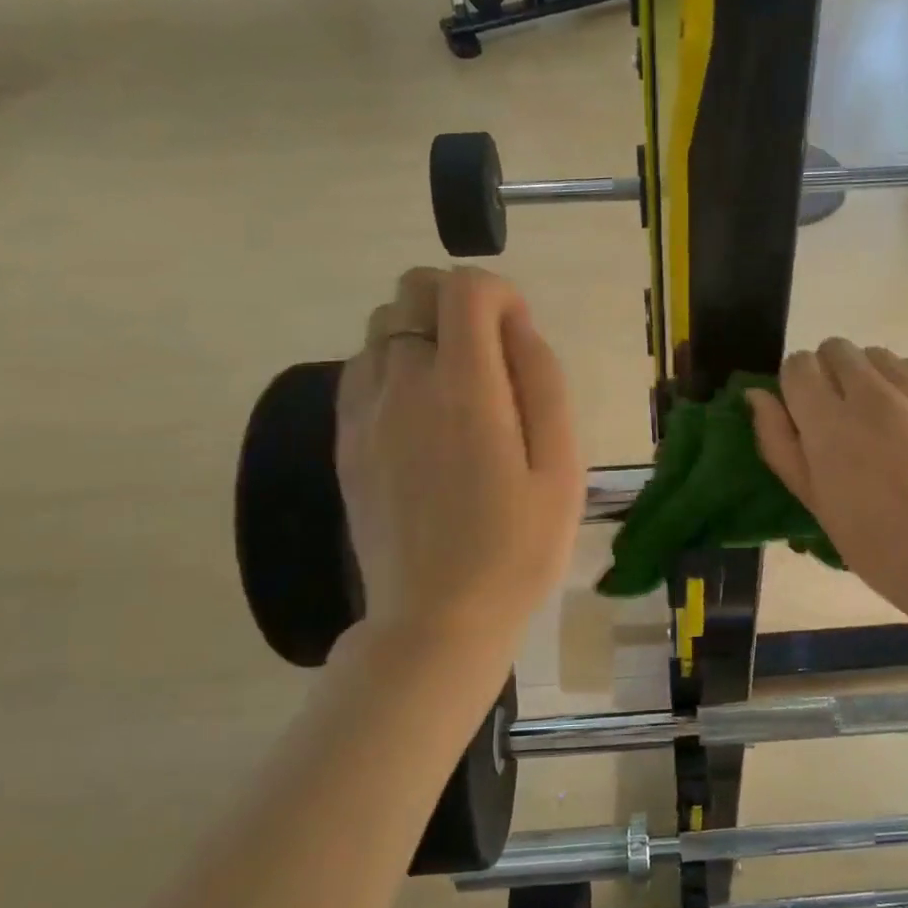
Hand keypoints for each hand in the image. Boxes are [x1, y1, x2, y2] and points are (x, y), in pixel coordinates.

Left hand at [335, 268, 582, 679]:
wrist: (436, 619)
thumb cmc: (516, 549)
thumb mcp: (562, 468)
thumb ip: (543, 383)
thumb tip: (516, 327)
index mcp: (465, 389)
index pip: (465, 287)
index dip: (500, 294)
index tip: (520, 335)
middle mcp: (404, 384)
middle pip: (413, 289)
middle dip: (458, 302)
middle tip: (493, 357)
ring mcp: (365, 412)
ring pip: (383, 325)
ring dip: (424, 333)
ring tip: (458, 387)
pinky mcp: (346, 439)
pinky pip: (362, 367)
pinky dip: (394, 365)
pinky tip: (422, 414)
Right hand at [748, 341, 907, 653]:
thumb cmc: (874, 542)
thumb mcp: (812, 500)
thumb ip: (778, 441)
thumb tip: (757, 395)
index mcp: (830, 423)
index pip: (798, 365)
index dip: (795, 386)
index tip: (804, 414)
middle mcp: (872, 394)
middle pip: (835, 348)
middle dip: (827, 374)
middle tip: (839, 417)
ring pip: (875, 354)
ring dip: (865, 376)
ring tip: (877, 419)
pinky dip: (901, 384)